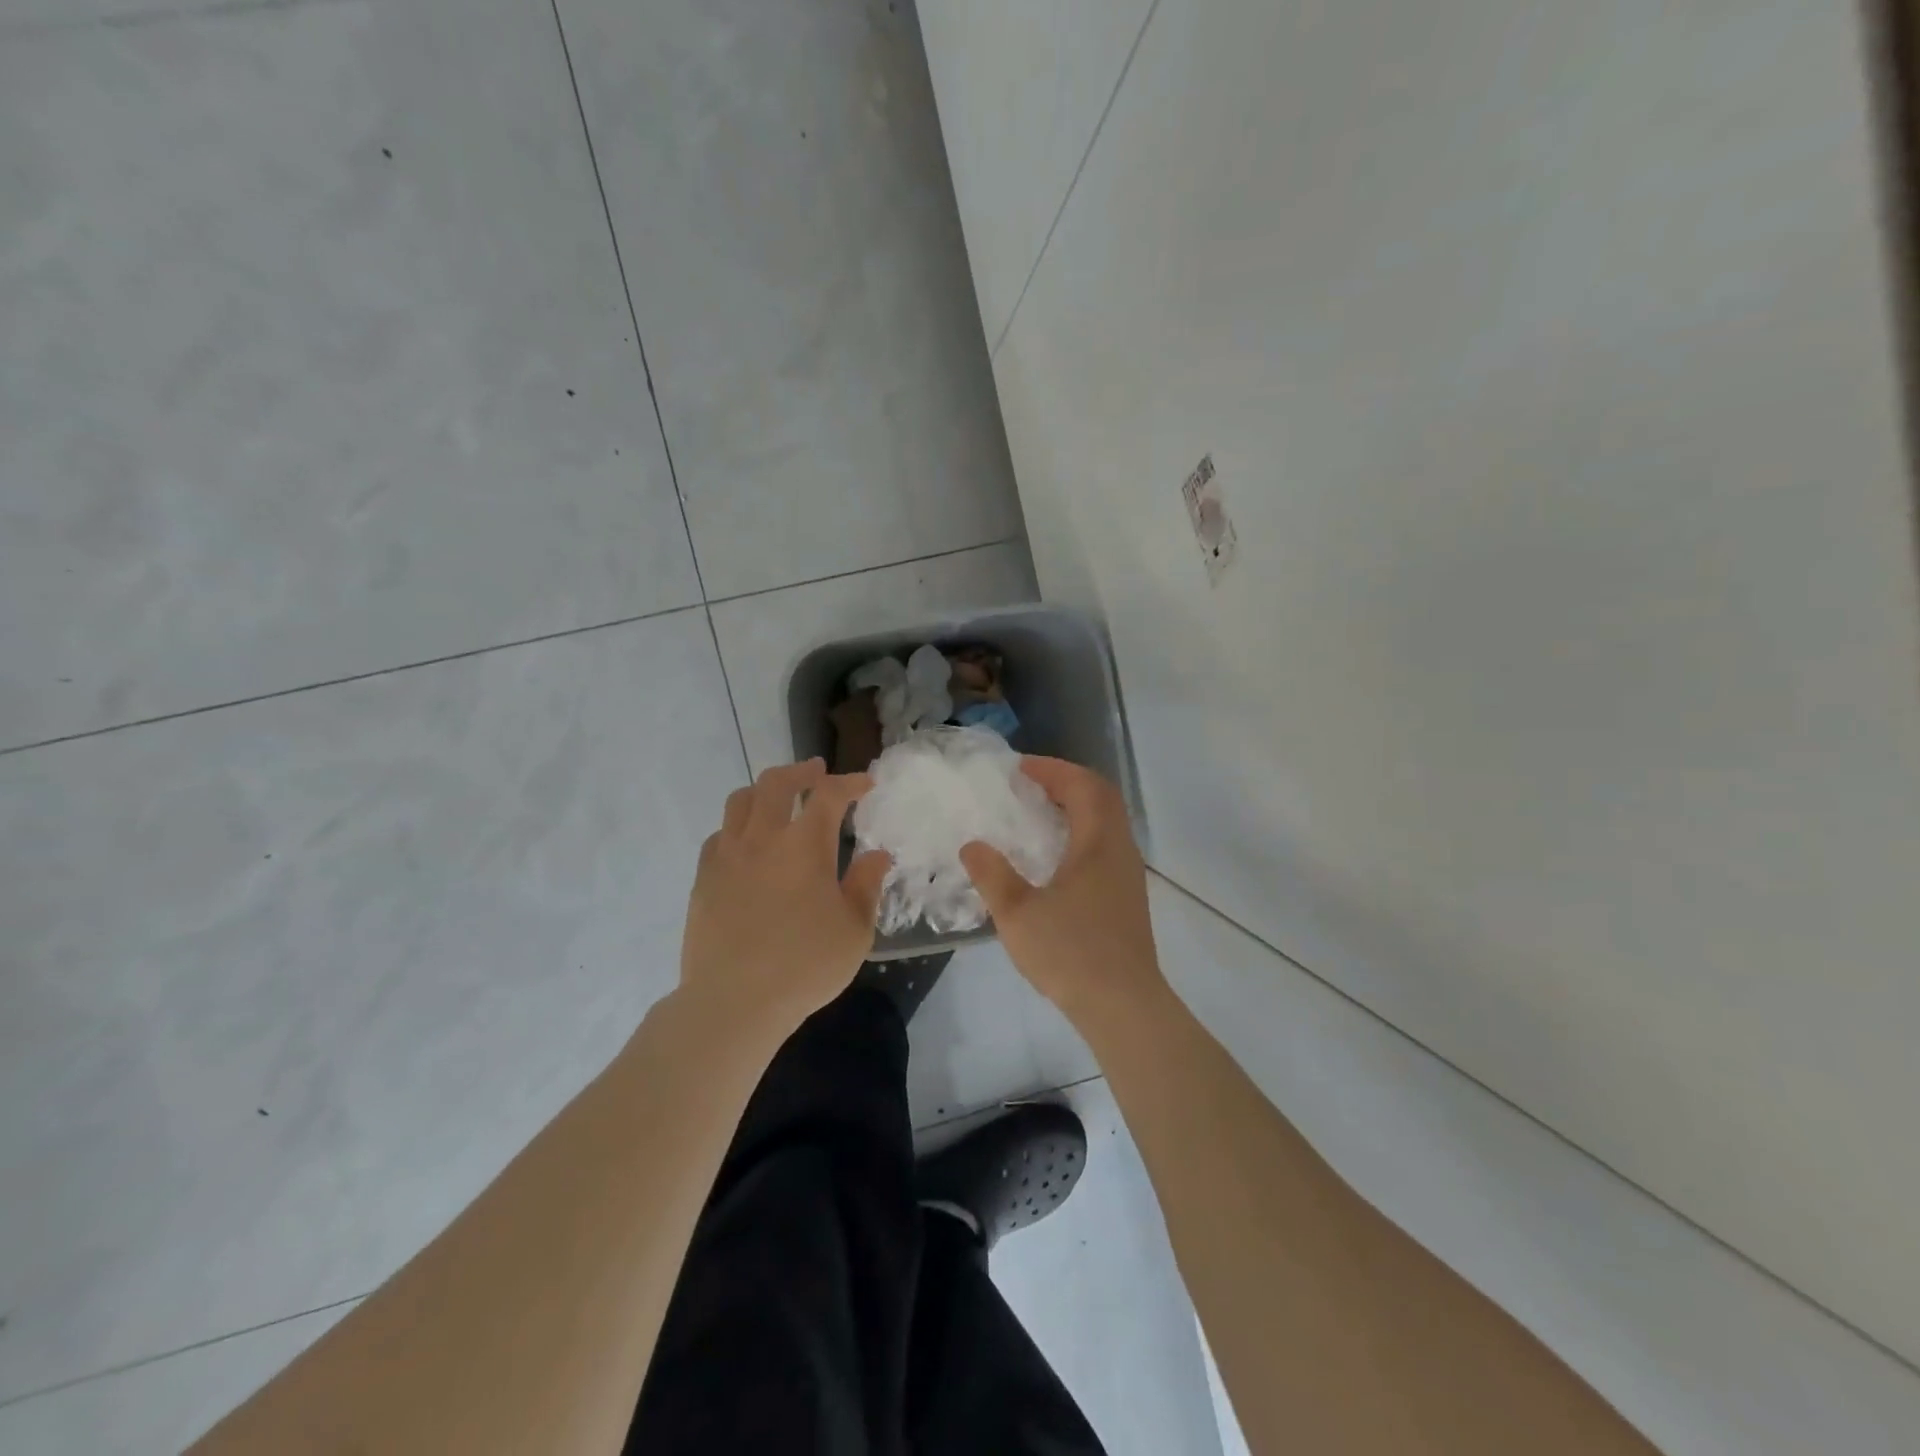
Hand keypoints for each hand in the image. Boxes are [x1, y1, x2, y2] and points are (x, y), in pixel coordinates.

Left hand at [679, 759, 890, 1044]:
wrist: (734, 1002)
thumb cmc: (805, 966)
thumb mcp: (855, 930)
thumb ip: (866, 885)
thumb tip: (877, 855)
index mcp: (805, 845)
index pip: (829, 795)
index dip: (850, 783)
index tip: (864, 784)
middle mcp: (763, 838)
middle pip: (776, 783)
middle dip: (801, 772)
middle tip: (816, 772)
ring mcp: (727, 856)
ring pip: (740, 801)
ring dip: (764, 791)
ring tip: (777, 799)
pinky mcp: (704, 879)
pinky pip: (719, 835)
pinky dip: (738, 826)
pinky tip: (746, 843)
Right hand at [960, 757, 1169, 1025]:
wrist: (1123, 1006)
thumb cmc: (1071, 953)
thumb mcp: (1018, 913)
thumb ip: (992, 875)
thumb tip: (972, 845)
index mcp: (1099, 843)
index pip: (1083, 786)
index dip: (1053, 770)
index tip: (1020, 767)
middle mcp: (1120, 850)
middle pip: (1102, 797)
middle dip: (1067, 782)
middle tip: (1031, 783)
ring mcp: (1128, 875)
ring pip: (1108, 822)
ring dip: (1077, 807)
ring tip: (1039, 813)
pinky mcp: (1127, 897)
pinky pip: (1106, 845)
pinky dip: (1082, 832)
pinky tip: (1056, 856)